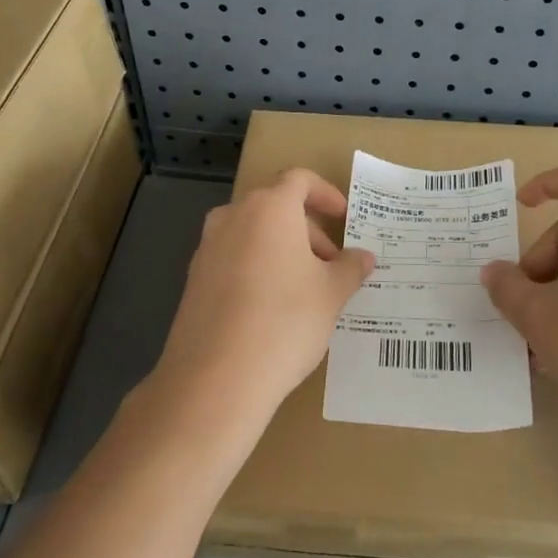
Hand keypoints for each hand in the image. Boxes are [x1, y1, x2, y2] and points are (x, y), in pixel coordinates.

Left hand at [150, 168, 374, 427]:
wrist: (215, 377)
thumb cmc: (285, 321)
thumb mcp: (331, 294)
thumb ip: (350, 268)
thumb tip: (363, 256)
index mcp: (269, 208)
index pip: (299, 180)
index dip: (325, 194)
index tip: (343, 217)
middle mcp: (234, 217)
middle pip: (275, 207)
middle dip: (307, 230)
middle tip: (331, 265)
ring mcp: (208, 248)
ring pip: (253, 234)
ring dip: (282, 250)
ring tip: (305, 288)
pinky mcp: (194, 279)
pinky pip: (233, 259)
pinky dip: (257, 268)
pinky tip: (272, 308)